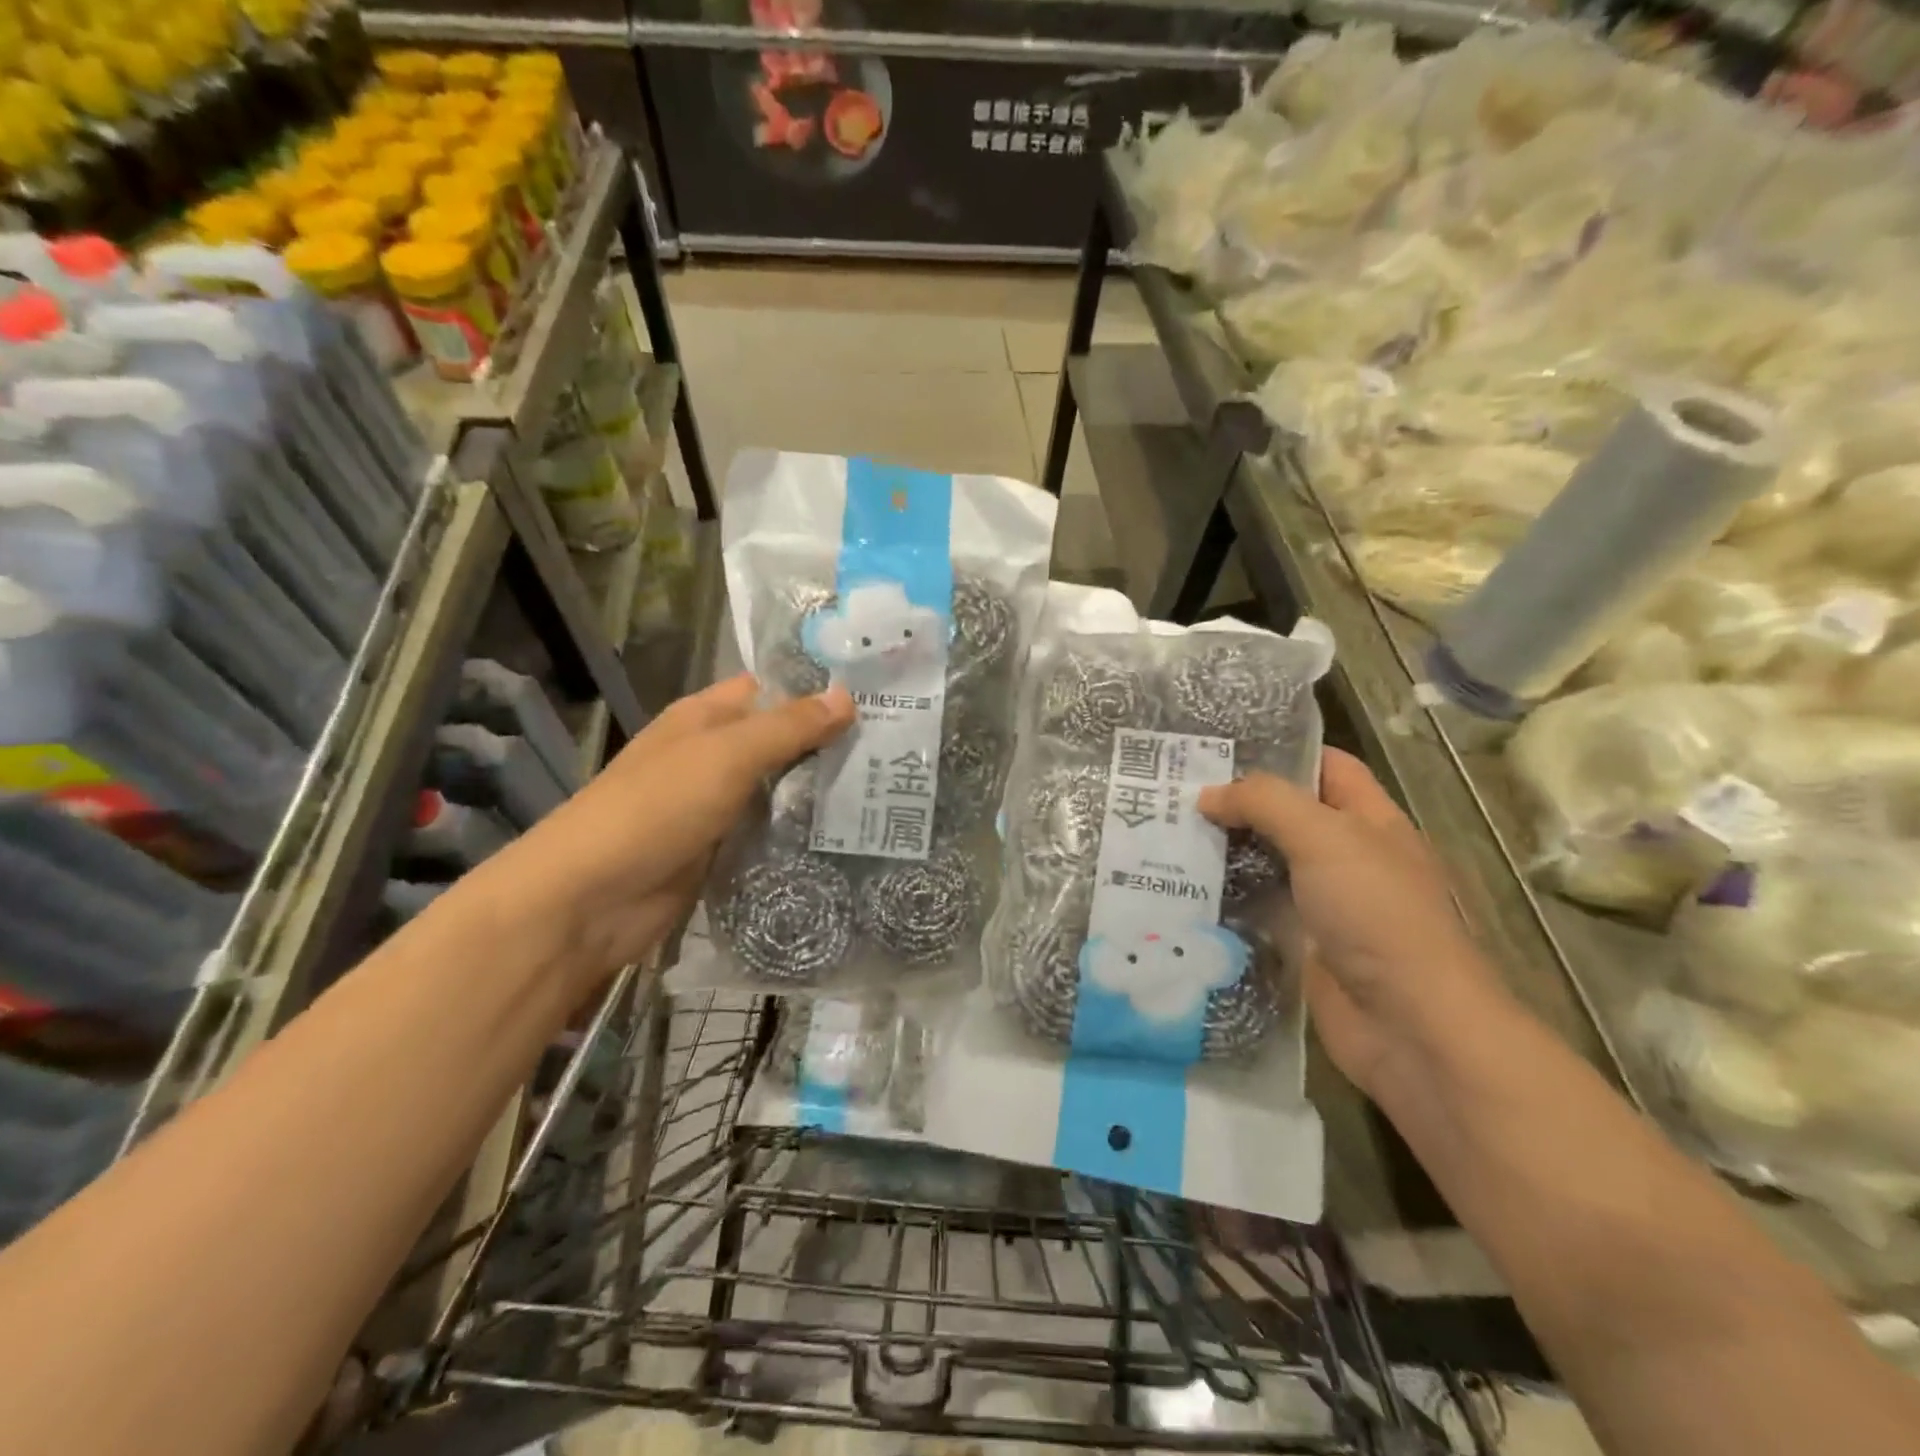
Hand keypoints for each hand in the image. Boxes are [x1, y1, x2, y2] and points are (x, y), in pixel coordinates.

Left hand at [460, 674, 854, 996]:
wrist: (592, 900)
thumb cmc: (657, 808)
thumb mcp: (727, 755)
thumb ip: (788, 726)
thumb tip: (847, 696)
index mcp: (704, 717)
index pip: (769, 689)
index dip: (815, 689)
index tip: (876, 698)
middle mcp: (710, 755)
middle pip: (778, 740)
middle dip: (828, 743)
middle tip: (897, 750)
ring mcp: (715, 806)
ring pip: (778, 789)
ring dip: (819, 792)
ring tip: (886, 791)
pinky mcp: (721, 850)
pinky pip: (769, 832)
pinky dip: (800, 832)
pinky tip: (847, 835)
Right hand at [1199, 748, 1501, 1094]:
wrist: (1409, 1026)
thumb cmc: (1378, 914)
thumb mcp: (1325, 838)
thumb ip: (1265, 803)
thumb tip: (1207, 796)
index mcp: (1370, 821)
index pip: (1326, 766)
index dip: (1280, 751)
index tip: (1218, 747)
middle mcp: (1348, 857)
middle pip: (1287, 815)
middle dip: (1236, 802)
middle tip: (1172, 790)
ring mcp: (1324, 903)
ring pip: (1265, 862)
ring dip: (1223, 851)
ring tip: (1163, 833)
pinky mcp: (1299, 944)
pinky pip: (1255, 909)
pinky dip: (1223, 898)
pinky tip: (1179, 886)